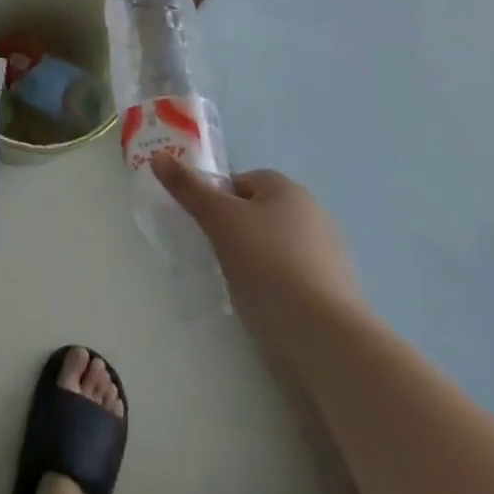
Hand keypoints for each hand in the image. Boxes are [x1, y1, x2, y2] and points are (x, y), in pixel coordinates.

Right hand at [152, 156, 361, 332]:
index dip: (218, 201)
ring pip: (276, 247)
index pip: (241, 182)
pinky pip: (293, 278)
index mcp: (287, 189)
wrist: (324, 337)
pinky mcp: (334, 292)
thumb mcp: (219, 220)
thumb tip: (159, 156)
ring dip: (256, 261)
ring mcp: (328, 254)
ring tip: (239, 286)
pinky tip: (266, 306)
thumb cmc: (267, 265)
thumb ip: (188, 188)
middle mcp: (313, 213)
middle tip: (217, 256)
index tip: (205, 229)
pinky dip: (277, 287)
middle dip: (236, 231)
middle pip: (259, 213)